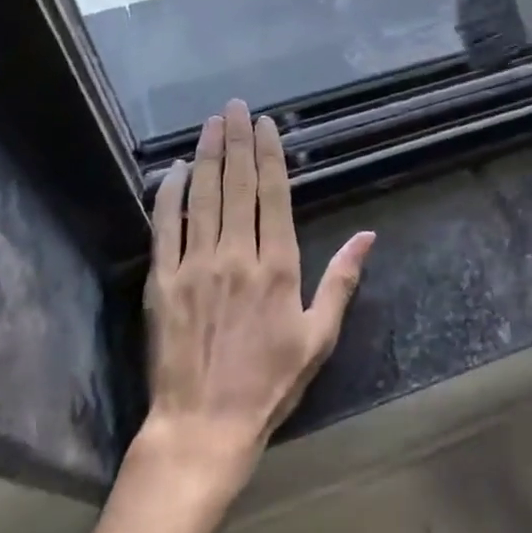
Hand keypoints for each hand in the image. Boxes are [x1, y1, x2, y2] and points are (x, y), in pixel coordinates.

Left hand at [138, 98, 374, 492]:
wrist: (204, 426)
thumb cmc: (269, 382)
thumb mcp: (319, 336)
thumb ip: (341, 280)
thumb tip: (368, 235)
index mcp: (277, 265)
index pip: (273, 194)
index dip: (269, 154)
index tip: (264, 123)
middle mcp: (237, 254)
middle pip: (238, 184)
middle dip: (237, 140)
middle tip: (235, 106)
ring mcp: (196, 265)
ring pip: (203, 196)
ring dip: (207, 156)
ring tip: (211, 123)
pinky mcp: (163, 282)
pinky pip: (166, 227)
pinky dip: (170, 194)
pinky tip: (174, 170)